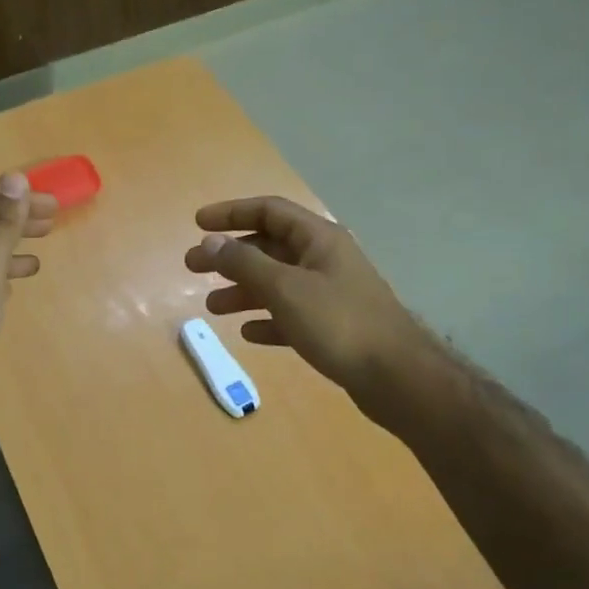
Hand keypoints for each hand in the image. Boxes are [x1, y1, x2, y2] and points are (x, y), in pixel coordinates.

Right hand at [184, 196, 425, 401]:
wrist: (396, 377)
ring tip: (212, 306)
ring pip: (277, 282)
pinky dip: (267, 319)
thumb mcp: (284, 288)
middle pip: (269, 247)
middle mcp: (325, 259)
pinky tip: (248, 332)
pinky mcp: (333, 326)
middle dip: (230, 256)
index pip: (269, 211)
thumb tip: (210, 242)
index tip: (197, 224)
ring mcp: (331, 293)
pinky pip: (291, 314)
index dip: (231, 213)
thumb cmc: (338, 323)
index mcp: (319, 239)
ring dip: (243, 290)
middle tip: (193, 267)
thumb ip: (244, 263)